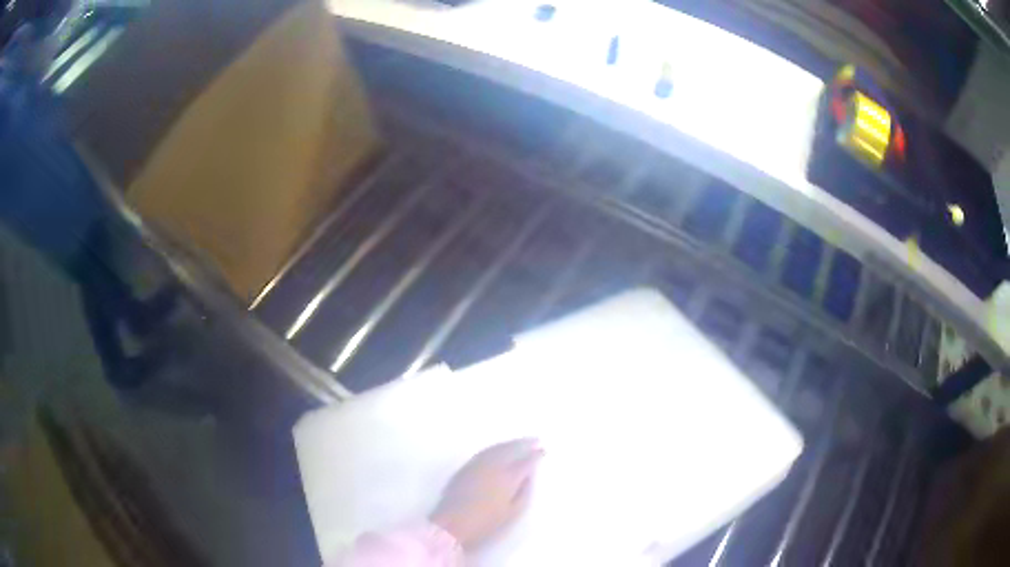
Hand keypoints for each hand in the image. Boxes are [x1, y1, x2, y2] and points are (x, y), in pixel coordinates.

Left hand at [430, 438, 543, 550]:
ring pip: (496, 448)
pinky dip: (495, 448)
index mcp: (508, 477)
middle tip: (535, 439)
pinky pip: (484, 452)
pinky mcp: (464, 468)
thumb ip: (524, 491)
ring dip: (509, 443)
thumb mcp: (513, 512)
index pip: (526, 461)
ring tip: (519, 441)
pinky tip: (498, 450)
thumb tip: (528, 476)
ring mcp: (477, 464)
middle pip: (510, 449)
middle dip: (523, 443)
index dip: (535, 455)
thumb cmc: (487, 522)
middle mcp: (493, 465)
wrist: (452, 524)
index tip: (543, 450)